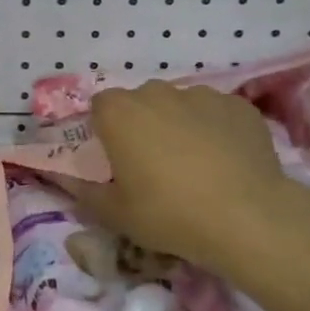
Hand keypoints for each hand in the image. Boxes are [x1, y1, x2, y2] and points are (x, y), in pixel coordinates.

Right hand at [72, 81, 309, 271]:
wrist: (247, 218)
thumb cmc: (168, 214)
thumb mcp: (115, 213)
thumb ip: (83, 191)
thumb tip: (62, 178)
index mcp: (118, 112)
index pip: (100, 108)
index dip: (106, 131)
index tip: (117, 160)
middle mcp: (156, 92)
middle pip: (140, 102)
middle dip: (143, 125)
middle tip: (155, 165)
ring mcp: (200, 94)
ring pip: (180, 105)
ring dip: (179, 125)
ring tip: (196, 165)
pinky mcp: (238, 105)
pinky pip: (216, 113)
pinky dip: (216, 129)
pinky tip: (227, 162)